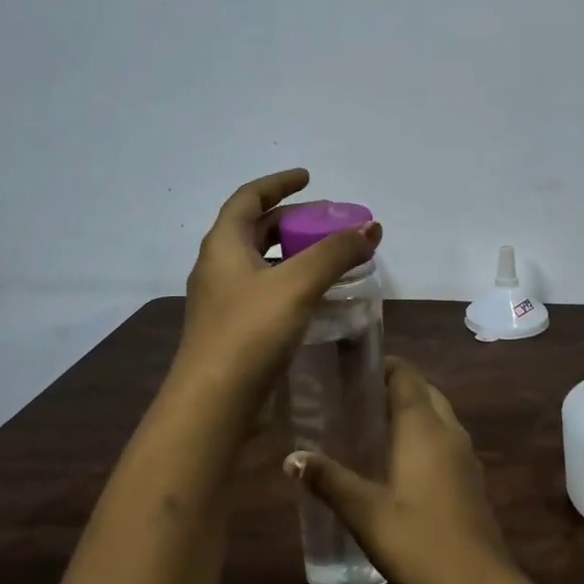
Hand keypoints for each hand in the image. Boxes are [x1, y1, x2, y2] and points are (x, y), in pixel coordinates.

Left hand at [172, 169, 381, 411]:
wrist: (212, 405)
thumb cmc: (250, 333)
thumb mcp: (297, 284)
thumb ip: (335, 253)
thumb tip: (370, 228)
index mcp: (223, 245)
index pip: (249, 198)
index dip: (279, 183)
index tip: (309, 178)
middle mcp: (218, 266)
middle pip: (257, 229)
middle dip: (294, 220)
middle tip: (330, 222)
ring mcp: (223, 300)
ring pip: (262, 262)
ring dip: (294, 252)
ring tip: (329, 256)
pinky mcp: (233, 329)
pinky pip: (265, 290)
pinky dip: (291, 281)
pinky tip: (315, 296)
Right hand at [286, 358, 510, 583]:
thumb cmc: (417, 539)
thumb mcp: (365, 512)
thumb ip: (329, 481)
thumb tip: (291, 458)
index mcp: (423, 427)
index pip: (407, 376)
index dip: (384, 366)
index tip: (355, 370)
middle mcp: (449, 430)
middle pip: (425, 392)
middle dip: (397, 388)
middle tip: (359, 399)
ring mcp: (465, 455)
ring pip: (439, 415)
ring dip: (413, 411)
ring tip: (376, 426)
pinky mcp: (472, 479)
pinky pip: (447, 440)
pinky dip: (426, 435)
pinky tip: (403, 463)